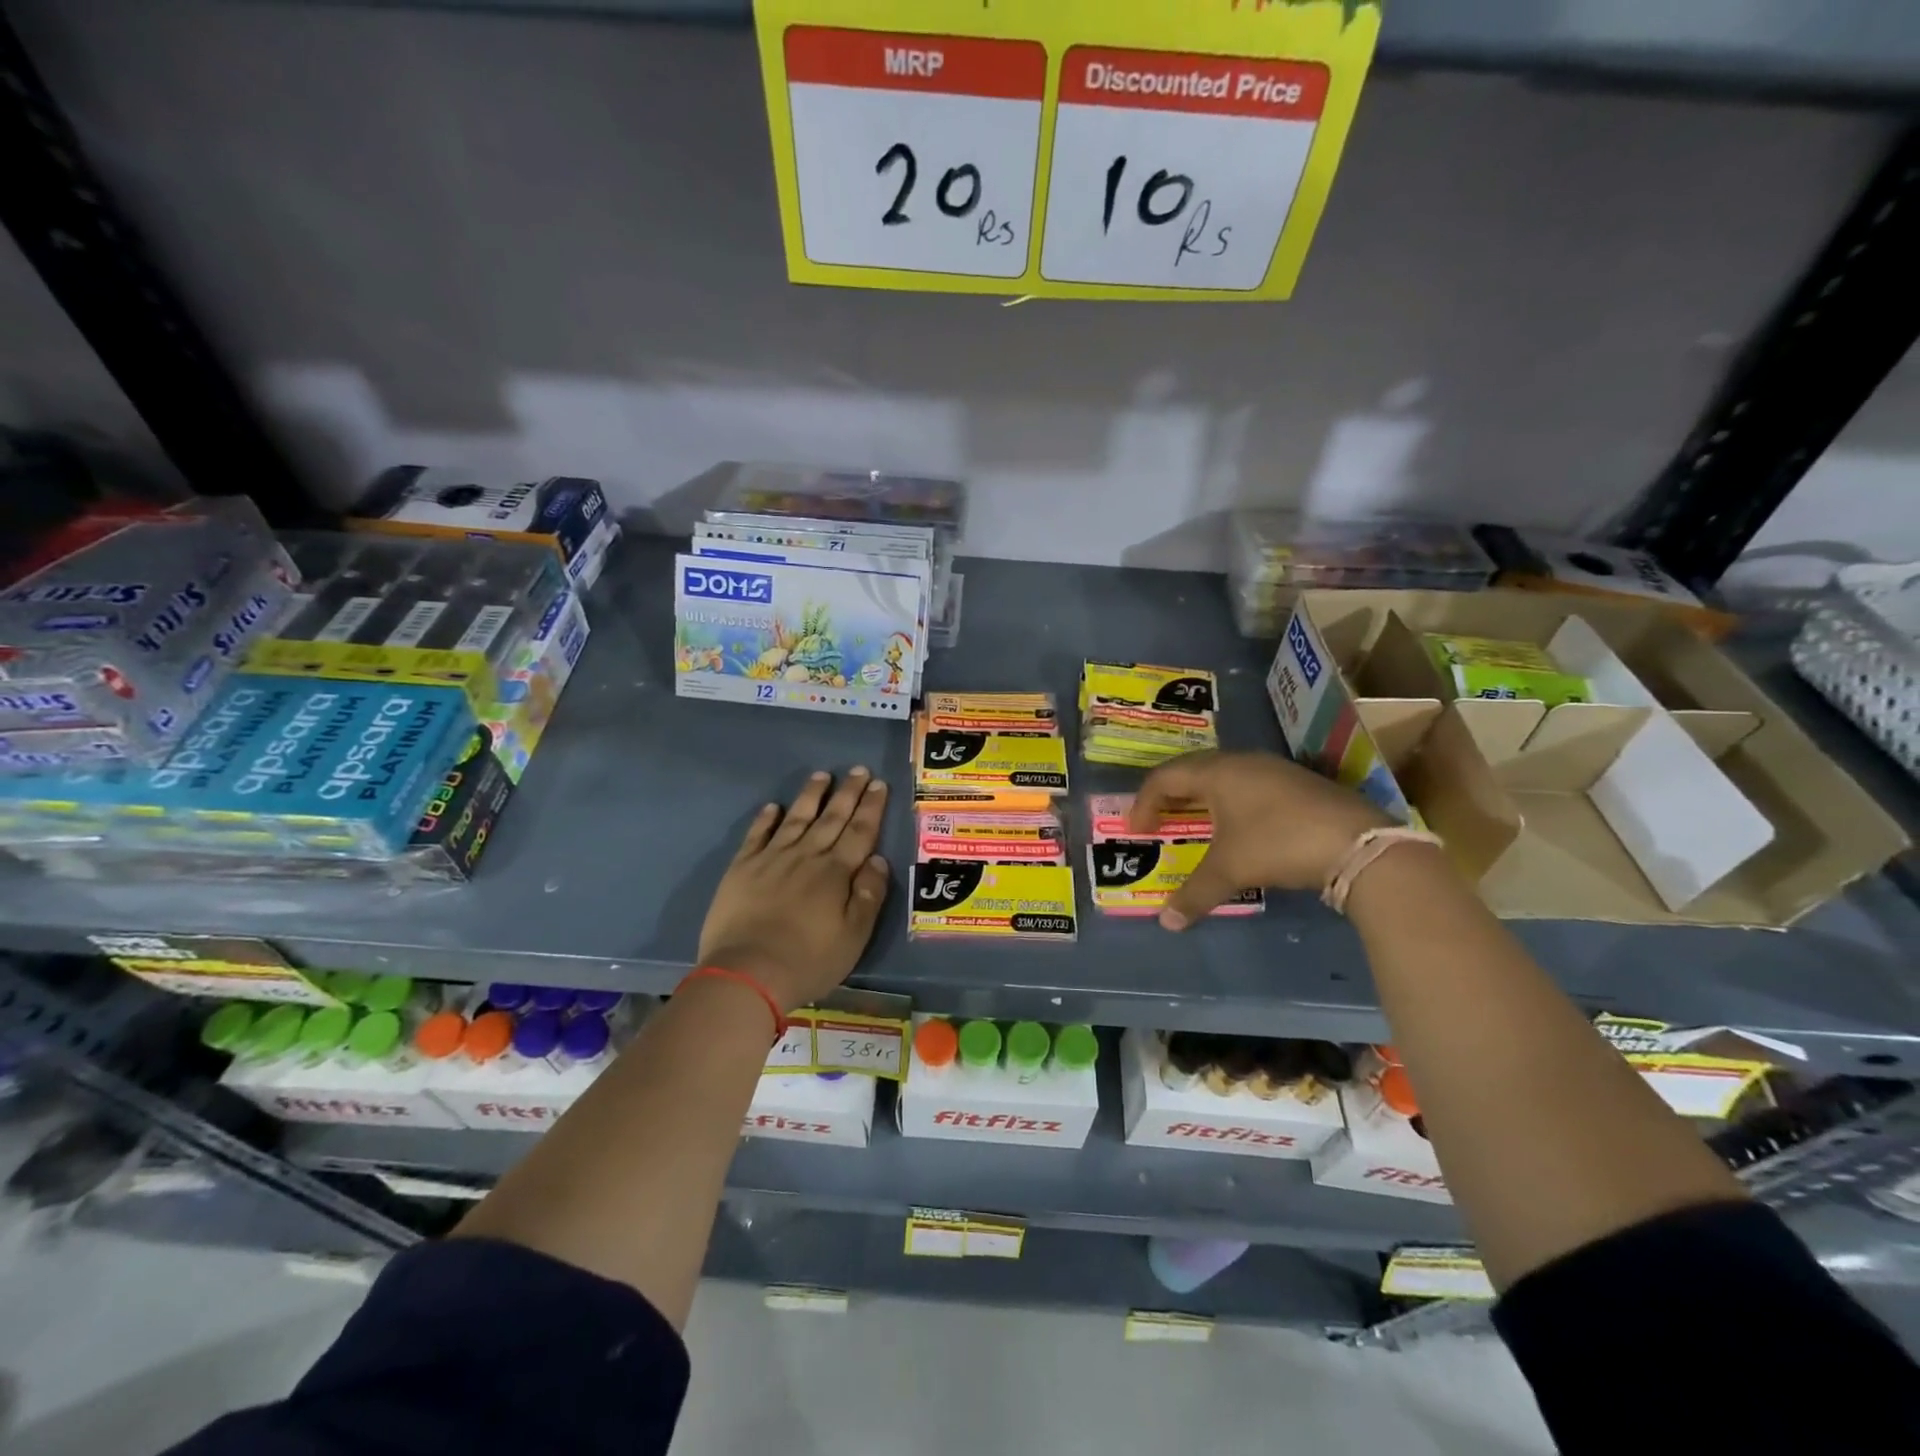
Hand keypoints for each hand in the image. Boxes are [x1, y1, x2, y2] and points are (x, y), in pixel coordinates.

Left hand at [698, 767, 890, 1012]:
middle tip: (858, 769)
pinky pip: (757, 835)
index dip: (871, 807)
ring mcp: (772, 859)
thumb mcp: (854, 936)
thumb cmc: (808, 960)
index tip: (878, 784)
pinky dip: (766, 819)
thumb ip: (869, 895)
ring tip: (821, 775)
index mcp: (836, 872)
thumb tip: (878, 859)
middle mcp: (806, 856)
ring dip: (811, 795)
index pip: (860, 832)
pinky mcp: (742, 868)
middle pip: (832, 818)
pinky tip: (773, 807)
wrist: (747, 973)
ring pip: (796, 818)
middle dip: (848, 793)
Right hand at [1130, 751, 1388, 928]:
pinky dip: (1232, 801)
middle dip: (1171, 796)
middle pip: (1193, 770)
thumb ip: (1194, 893)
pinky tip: (1241, 827)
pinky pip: (1250, 784)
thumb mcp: (1231, 870)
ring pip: (1224, 775)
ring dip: (1203, 797)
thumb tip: (1166, 923)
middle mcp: (1242, 762)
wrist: (1358, 844)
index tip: (1138, 830)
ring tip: (1196, 822)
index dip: (1144, 802)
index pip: (1165, 777)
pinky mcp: (1299, 783)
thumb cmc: (1278, 844)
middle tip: (1160, 821)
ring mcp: (1274, 769)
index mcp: (1217, 773)